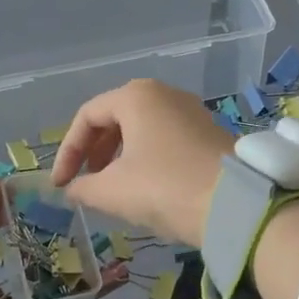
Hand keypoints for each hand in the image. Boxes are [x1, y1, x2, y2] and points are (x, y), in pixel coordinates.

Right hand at [50, 80, 234, 245]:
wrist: (236, 204)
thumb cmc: (164, 187)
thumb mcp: (113, 191)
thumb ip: (83, 187)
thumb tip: (72, 189)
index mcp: (136, 96)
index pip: (88, 116)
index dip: (68, 151)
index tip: (62, 183)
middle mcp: (165, 94)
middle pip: (116, 117)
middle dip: (94, 151)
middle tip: (86, 181)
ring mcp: (191, 111)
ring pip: (143, 128)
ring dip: (120, 156)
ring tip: (114, 187)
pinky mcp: (209, 132)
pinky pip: (166, 138)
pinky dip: (147, 157)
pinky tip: (147, 187)